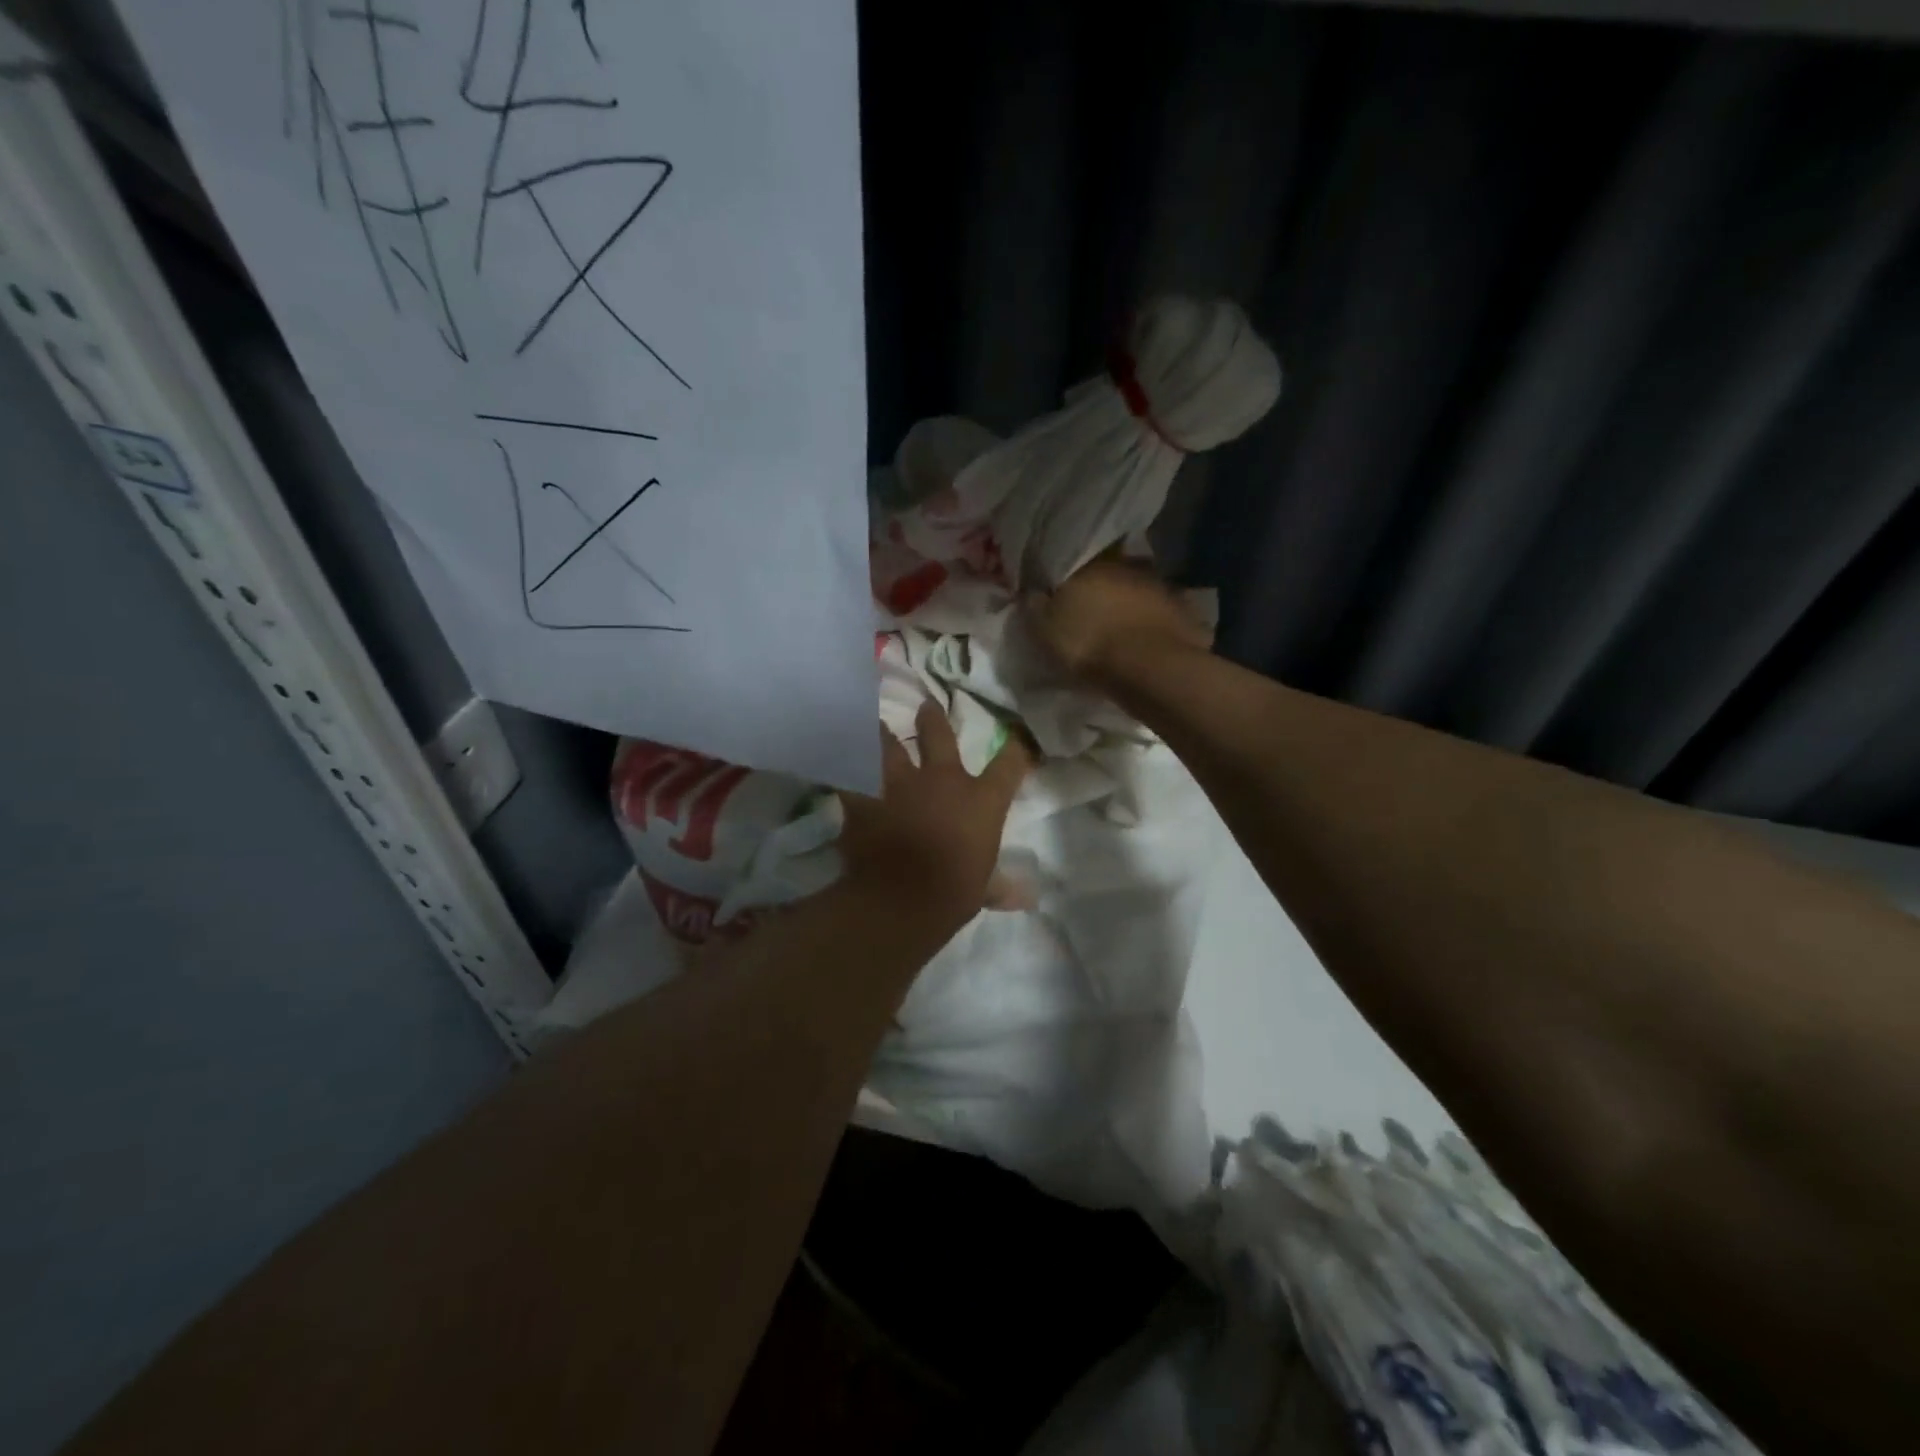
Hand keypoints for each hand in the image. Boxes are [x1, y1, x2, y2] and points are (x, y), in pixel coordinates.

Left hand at [840, 699, 1031, 926]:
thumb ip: (999, 886)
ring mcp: (899, 785)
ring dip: (883, 736)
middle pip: (938, 736)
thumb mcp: (982, 890)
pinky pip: (850, 777)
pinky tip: (840, 768)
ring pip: (888, 746)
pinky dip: (847, 773)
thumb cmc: (953, 893)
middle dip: (932, 719)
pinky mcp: (864, 798)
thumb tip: (1026, 899)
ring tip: (876, 725)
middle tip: (926, 705)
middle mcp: (942, 781)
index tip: (1018, 738)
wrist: (900, 899)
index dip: (1016, 748)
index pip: (1008, 764)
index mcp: (980, 800)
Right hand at [1025, 557, 1211, 686]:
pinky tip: (1146, 642)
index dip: (1066, 576)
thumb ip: (1035, 605)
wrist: (1149, 669)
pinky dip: (1154, 625)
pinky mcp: (1185, 613)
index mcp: (1092, 564)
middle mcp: (1129, 566)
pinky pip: (1163, 615)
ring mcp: (1161, 588)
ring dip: (1130, 605)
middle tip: (1091, 611)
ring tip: (1119, 630)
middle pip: (1110, 574)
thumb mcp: (1044, 628)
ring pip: (1138, 592)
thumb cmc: (1088, 643)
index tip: (1060, 592)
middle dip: (1101, 589)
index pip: (1075, 560)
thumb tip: (1031, 590)